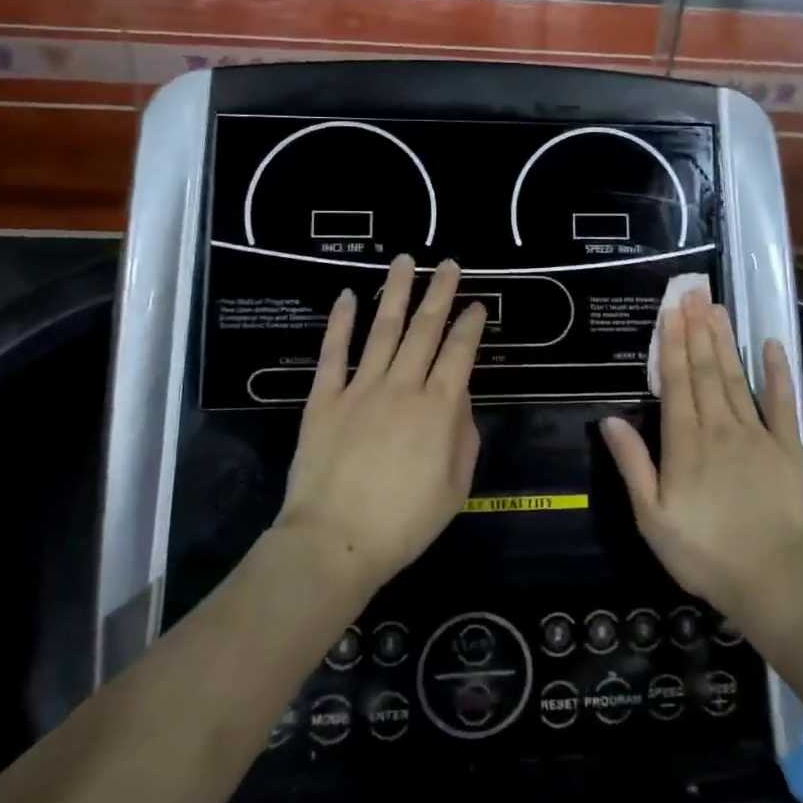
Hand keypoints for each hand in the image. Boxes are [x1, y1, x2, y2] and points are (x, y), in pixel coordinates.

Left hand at [276, 255, 487, 591]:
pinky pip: (333, 353)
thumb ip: (463, 436)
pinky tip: (347, 296)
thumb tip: (458, 399)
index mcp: (439, 408)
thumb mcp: (456, 488)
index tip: (478, 305)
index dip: (471, 324)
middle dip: (440, 292)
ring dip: (395, 292)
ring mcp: (361, 388)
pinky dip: (340, 322)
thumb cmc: (404, 523)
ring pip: (382, 329)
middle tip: (449, 264)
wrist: (334, 541)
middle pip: (425, 329)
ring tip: (405, 261)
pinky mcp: (325, 398)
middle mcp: (403, 386)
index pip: (460, 352)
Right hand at [600, 287, 802, 620]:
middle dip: (697, 330)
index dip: (673, 344)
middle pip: (707, 371)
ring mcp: (758, 435)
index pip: (677, 383)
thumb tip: (609, 419)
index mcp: (685, 443)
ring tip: (717, 308)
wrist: (773, 581)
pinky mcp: (789, 448)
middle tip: (693, 293)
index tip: (671, 311)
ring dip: (726, 341)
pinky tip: (773, 345)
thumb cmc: (703, 552)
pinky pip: (784, 403)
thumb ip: (632, 464)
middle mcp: (720, 428)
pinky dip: (778, 373)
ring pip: (737, 378)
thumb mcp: (652, 517)